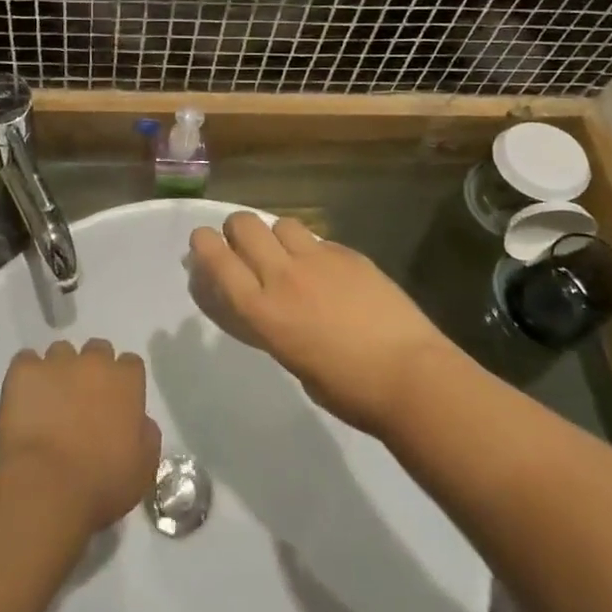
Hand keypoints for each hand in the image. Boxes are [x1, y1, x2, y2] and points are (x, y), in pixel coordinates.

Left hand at [0, 339, 161, 533]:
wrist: (45, 489)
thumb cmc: (101, 484)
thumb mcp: (143, 467)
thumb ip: (146, 434)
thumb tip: (141, 421)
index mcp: (126, 381)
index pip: (130, 364)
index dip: (122, 383)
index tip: (115, 404)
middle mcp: (94, 362)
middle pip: (97, 350)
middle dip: (92, 370)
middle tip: (82, 402)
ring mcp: (56, 363)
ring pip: (61, 352)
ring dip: (59, 371)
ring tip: (49, 401)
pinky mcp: (23, 372)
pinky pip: (26, 360)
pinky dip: (27, 375)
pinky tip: (24, 398)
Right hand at [188, 213, 448, 436]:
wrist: (409, 374)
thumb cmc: (346, 388)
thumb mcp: (289, 358)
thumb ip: (268, 323)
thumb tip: (262, 305)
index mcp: (263, 310)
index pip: (218, 259)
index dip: (203, 244)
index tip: (202, 242)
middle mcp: (283, 275)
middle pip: (245, 224)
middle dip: (237, 229)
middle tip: (246, 247)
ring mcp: (319, 258)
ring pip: (282, 223)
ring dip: (277, 235)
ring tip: (290, 257)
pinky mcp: (349, 254)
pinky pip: (318, 239)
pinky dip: (313, 250)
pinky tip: (329, 273)